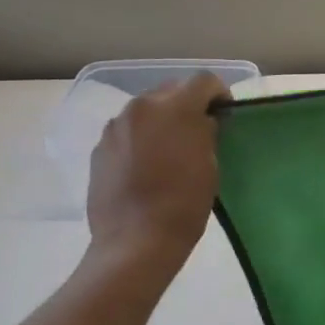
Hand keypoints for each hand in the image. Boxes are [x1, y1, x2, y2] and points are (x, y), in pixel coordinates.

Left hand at [86, 73, 227, 272]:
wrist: (135, 242)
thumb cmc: (183, 205)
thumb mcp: (209, 165)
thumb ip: (206, 133)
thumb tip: (201, 122)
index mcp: (174, 108)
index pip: (203, 81)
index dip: (219, 93)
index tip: (224, 114)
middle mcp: (140, 107)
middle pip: (171, 90)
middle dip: (187, 105)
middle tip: (198, 132)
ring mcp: (115, 127)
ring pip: (146, 110)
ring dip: (161, 121)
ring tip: (169, 150)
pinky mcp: (100, 148)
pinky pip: (127, 132)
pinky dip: (141, 139)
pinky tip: (146, 166)